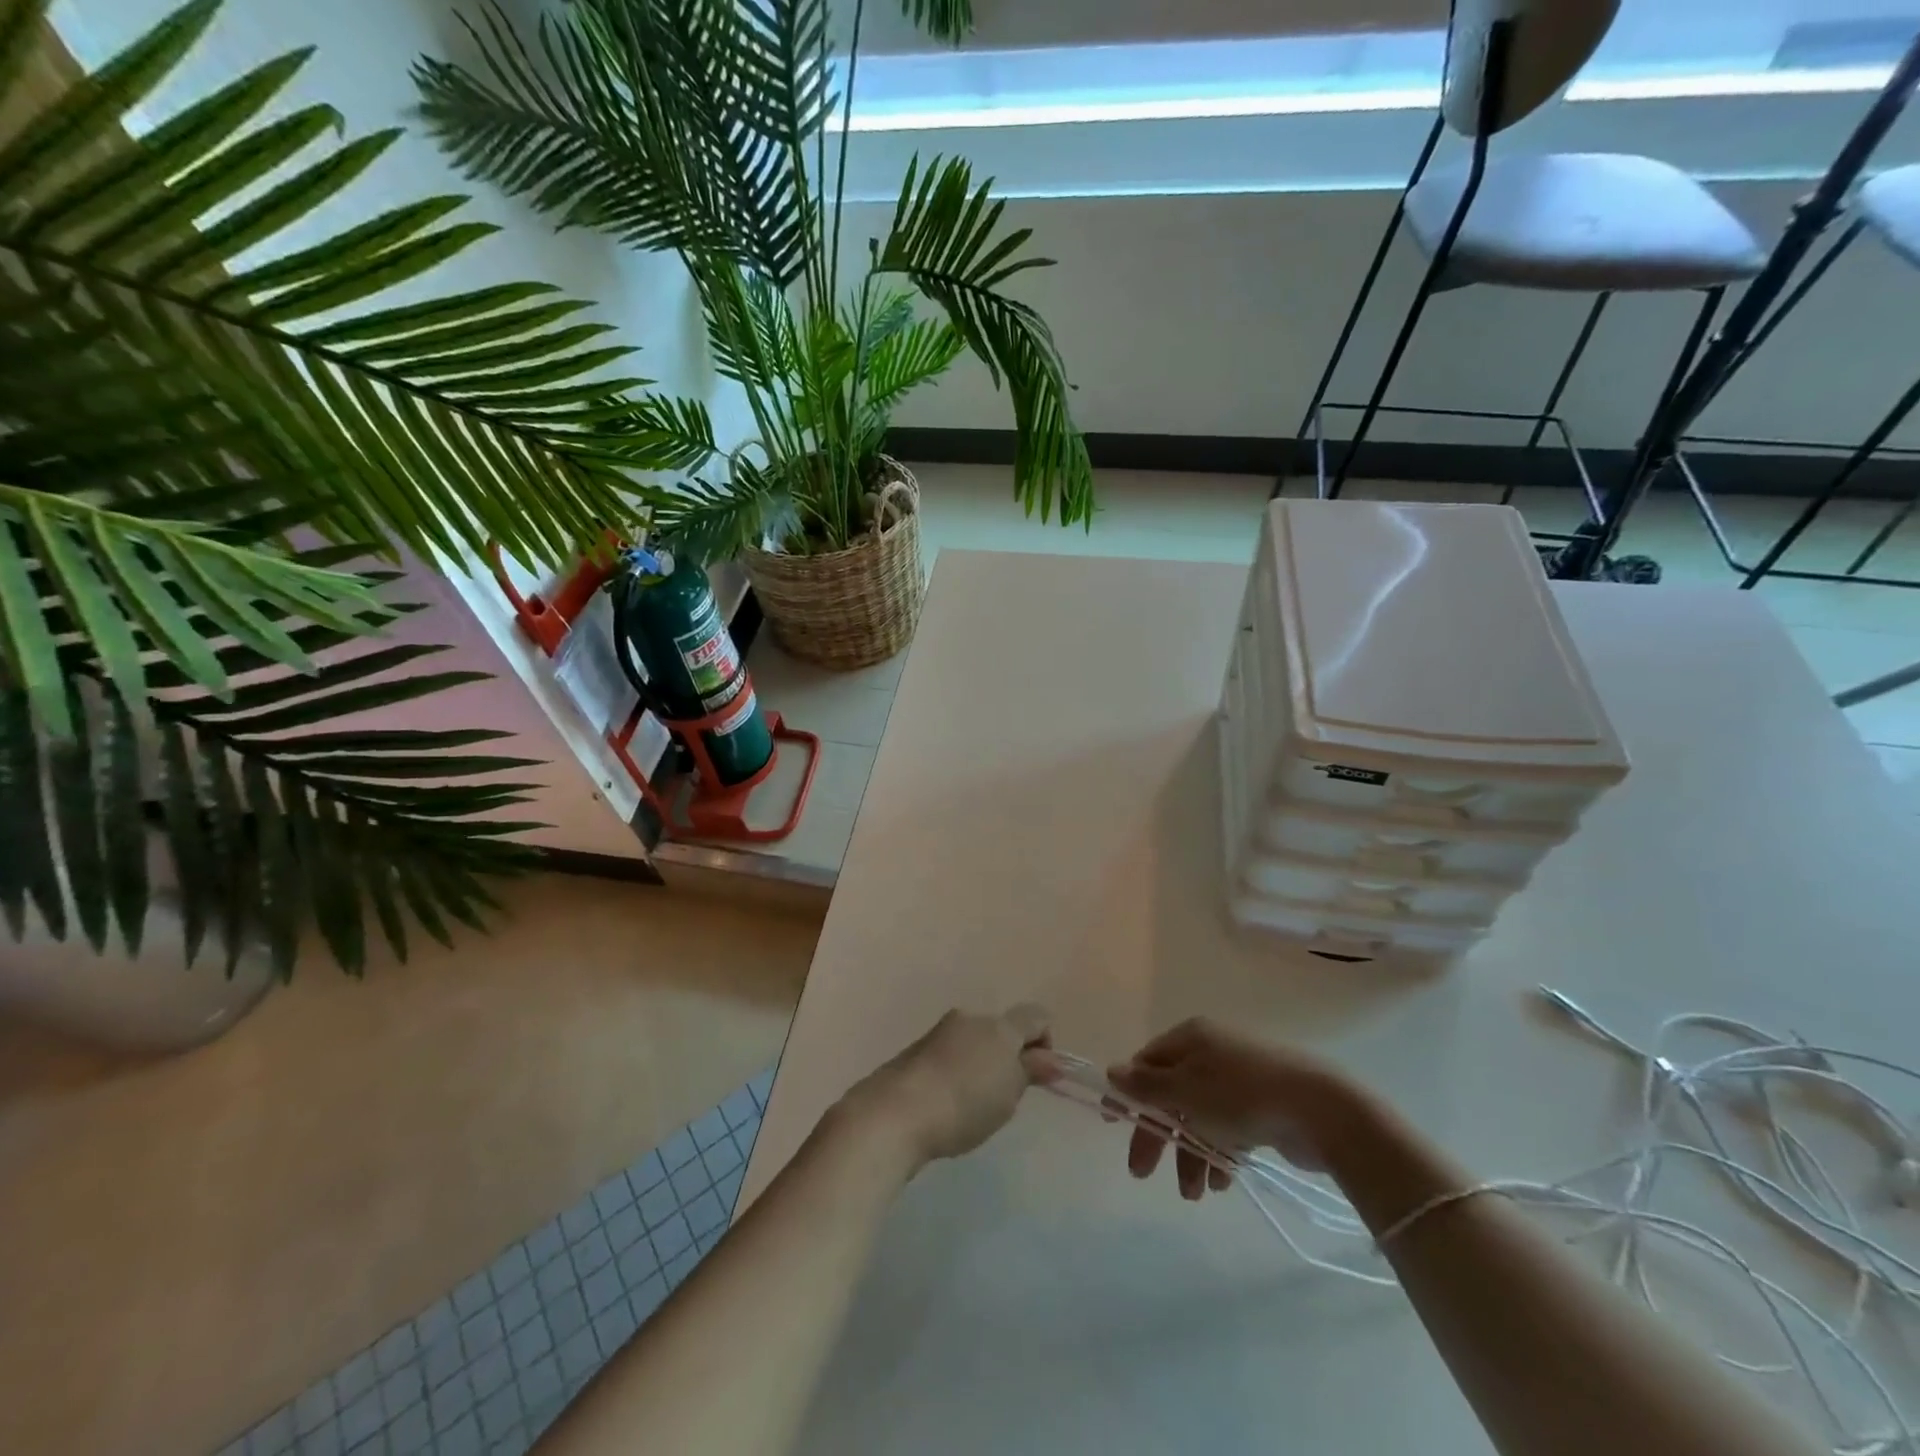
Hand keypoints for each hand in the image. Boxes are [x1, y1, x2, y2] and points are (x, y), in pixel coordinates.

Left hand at [846, 1005, 1054, 1166]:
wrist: (895, 1113)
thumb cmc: (964, 1104)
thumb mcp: (1008, 1093)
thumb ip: (1031, 1070)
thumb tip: (1051, 1058)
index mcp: (998, 1025)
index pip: (1035, 1016)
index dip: (1045, 1042)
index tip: (1038, 1076)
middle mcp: (970, 1018)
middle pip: (1002, 1030)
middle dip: (1009, 1057)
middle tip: (1003, 1098)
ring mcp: (940, 1032)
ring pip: (974, 1042)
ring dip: (980, 1065)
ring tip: (972, 1106)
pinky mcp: (917, 1050)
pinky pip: (950, 1056)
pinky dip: (957, 1073)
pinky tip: (947, 1104)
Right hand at [1107, 1018, 1356, 1200]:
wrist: (1319, 1111)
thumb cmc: (1240, 1095)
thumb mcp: (1185, 1090)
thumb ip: (1146, 1086)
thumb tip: (1112, 1072)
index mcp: (1191, 1039)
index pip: (1147, 1063)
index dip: (1128, 1093)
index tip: (1113, 1124)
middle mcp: (1212, 1054)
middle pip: (1171, 1094)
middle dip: (1158, 1134)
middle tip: (1142, 1173)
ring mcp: (1239, 1081)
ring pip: (1200, 1117)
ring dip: (1190, 1154)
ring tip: (1194, 1194)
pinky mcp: (1263, 1108)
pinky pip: (1228, 1130)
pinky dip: (1220, 1154)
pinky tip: (1222, 1184)